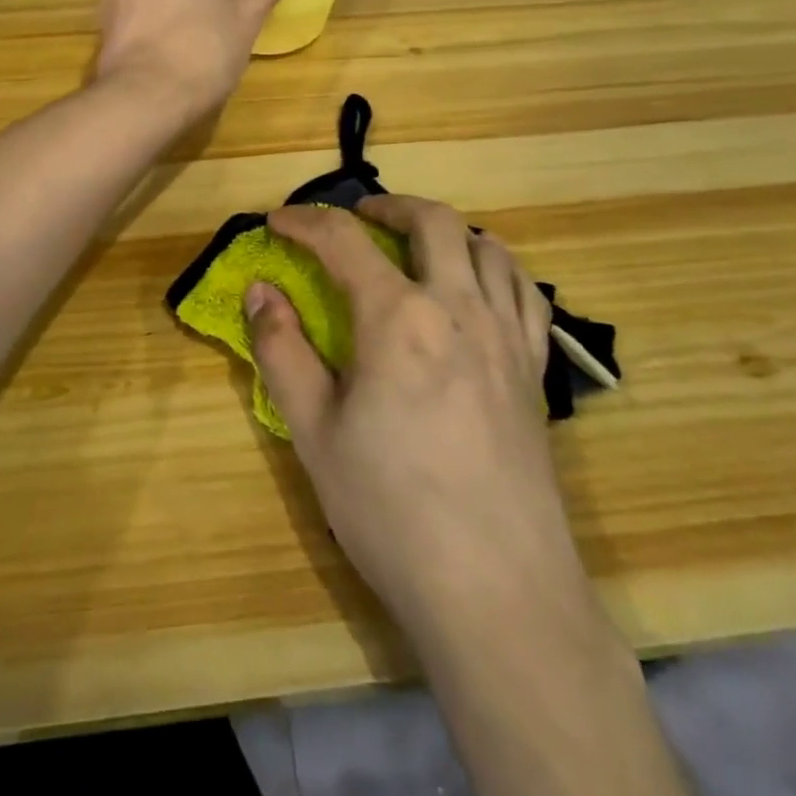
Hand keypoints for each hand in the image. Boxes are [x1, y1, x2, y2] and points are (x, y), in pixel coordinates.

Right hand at [245, 196, 591, 638]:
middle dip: (388, 205)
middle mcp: (459, 307)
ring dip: (448, 230)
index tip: (277, 222)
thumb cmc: (390, 511)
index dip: (305, 223)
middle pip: (432, 221)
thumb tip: (260, 291)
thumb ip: (281, 351)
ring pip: (488, 246)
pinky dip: (497, 268)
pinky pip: (526, 291)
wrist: (497, 590)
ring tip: (420, 244)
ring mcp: (507, 336)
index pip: (345, 242)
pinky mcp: (534, 369)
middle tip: (359, 217)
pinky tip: (480, 288)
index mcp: (397, 317)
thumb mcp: (312, 432)